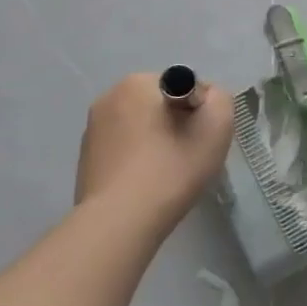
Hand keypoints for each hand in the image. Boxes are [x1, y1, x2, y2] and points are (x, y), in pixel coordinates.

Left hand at [77, 73, 233, 228]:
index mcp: (137, 83)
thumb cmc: (172, 167)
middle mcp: (108, 98)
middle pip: (162, 105)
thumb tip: (205, 99)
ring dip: (158, 142)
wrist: (120, 222)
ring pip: (142, 127)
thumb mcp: (217, 124)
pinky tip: (146, 185)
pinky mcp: (86, 160)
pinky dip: (139, 160)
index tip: (201, 138)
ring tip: (167, 174)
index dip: (200, 111)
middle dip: (178, 124)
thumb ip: (220, 98)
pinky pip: (125, 150)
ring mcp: (92, 130)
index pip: (184, 85)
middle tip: (189, 155)